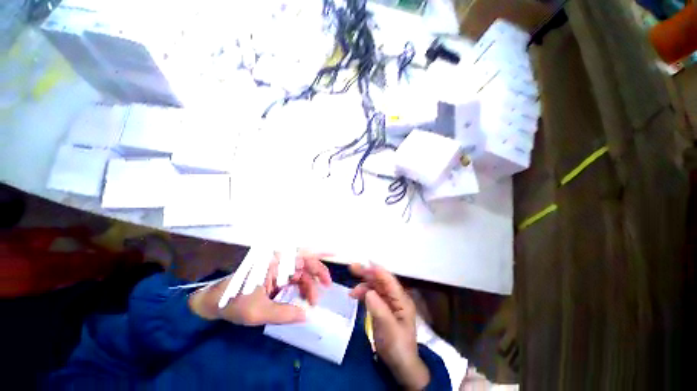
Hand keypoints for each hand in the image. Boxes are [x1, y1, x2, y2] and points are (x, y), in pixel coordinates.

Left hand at [189, 251, 332, 325]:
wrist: (214, 304)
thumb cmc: (233, 303)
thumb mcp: (257, 312)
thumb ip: (284, 313)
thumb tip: (308, 315)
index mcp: (274, 261)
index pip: (301, 254)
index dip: (319, 252)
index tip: (335, 253)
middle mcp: (279, 262)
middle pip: (304, 263)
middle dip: (318, 273)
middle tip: (328, 286)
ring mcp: (278, 269)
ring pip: (301, 273)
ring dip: (310, 285)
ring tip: (313, 302)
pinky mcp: (277, 278)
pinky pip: (295, 280)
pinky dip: (302, 289)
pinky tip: (304, 300)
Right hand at [349, 263, 429, 389]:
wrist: (400, 366)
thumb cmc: (397, 347)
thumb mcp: (389, 329)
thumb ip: (379, 308)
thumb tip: (368, 291)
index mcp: (401, 300)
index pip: (389, 280)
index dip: (377, 270)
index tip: (364, 263)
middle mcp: (395, 298)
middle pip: (380, 281)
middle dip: (367, 273)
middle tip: (352, 267)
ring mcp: (388, 303)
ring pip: (375, 287)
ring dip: (363, 285)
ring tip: (351, 292)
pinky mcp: (381, 308)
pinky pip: (372, 296)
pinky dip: (363, 293)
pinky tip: (355, 295)